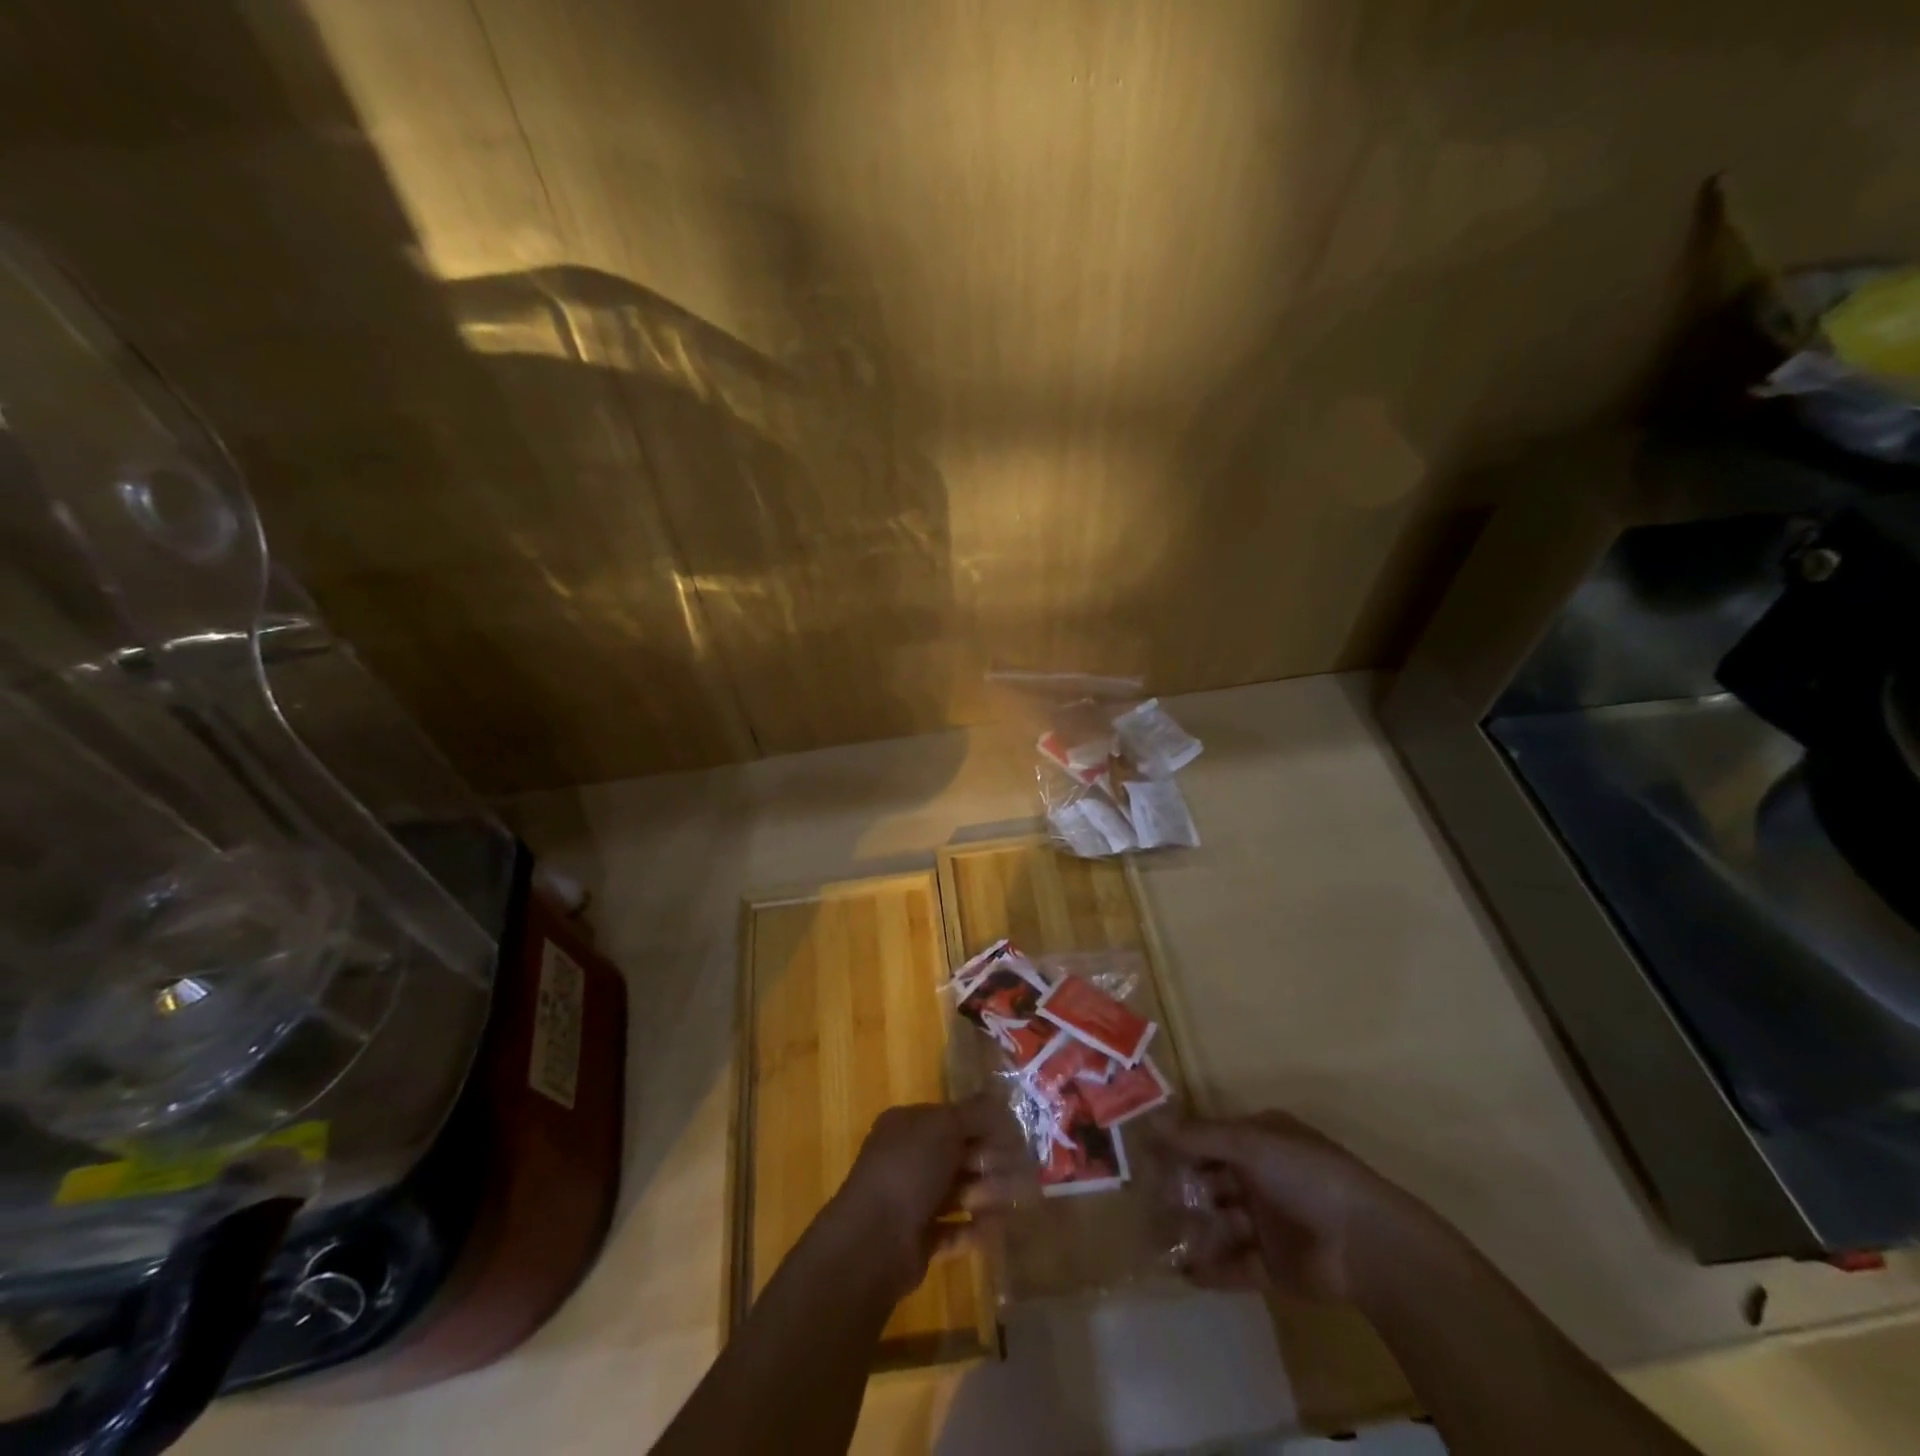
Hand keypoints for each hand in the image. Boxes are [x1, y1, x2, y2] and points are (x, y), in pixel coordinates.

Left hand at [828, 1094, 1023, 1299]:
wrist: (874, 1239)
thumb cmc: (909, 1168)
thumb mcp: (945, 1126)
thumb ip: (975, 1113)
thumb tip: (1001, 1098)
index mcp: (907, 1126)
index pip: (951, 1119)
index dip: (982, 1125)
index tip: (1014, 1135)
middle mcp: (906, 1159)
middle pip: (956, 1156)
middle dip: (989, 1162)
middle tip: (1020, 1169)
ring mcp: (910, 1201)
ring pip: (957, 1192)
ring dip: (986, 1194)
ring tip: (1013, 1200)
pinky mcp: (917, 1240)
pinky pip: (953, 1229)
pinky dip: (974, 1229)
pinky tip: (996, 1228)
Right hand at [1162, 1111, 1440, 1303]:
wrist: (1365, 1244)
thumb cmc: (1304, 1174)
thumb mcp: (1249, 1143)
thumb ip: (1199, 1136)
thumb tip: (1149, 1123)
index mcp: (1260, 1141)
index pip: (1210, 1139)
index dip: (1179, 1146)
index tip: (1143, 1156)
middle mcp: (1262, 1177)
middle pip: (1211, 1181)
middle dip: (1181, 1190)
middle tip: (1144, 1200)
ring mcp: (1269, 1223)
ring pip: (1220, 1223)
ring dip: (1192, 1229)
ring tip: (1158, 1238)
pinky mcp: (1274, 1267)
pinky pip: (1235, 1265)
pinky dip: (1211, 1268)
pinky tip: (1183, 1271)